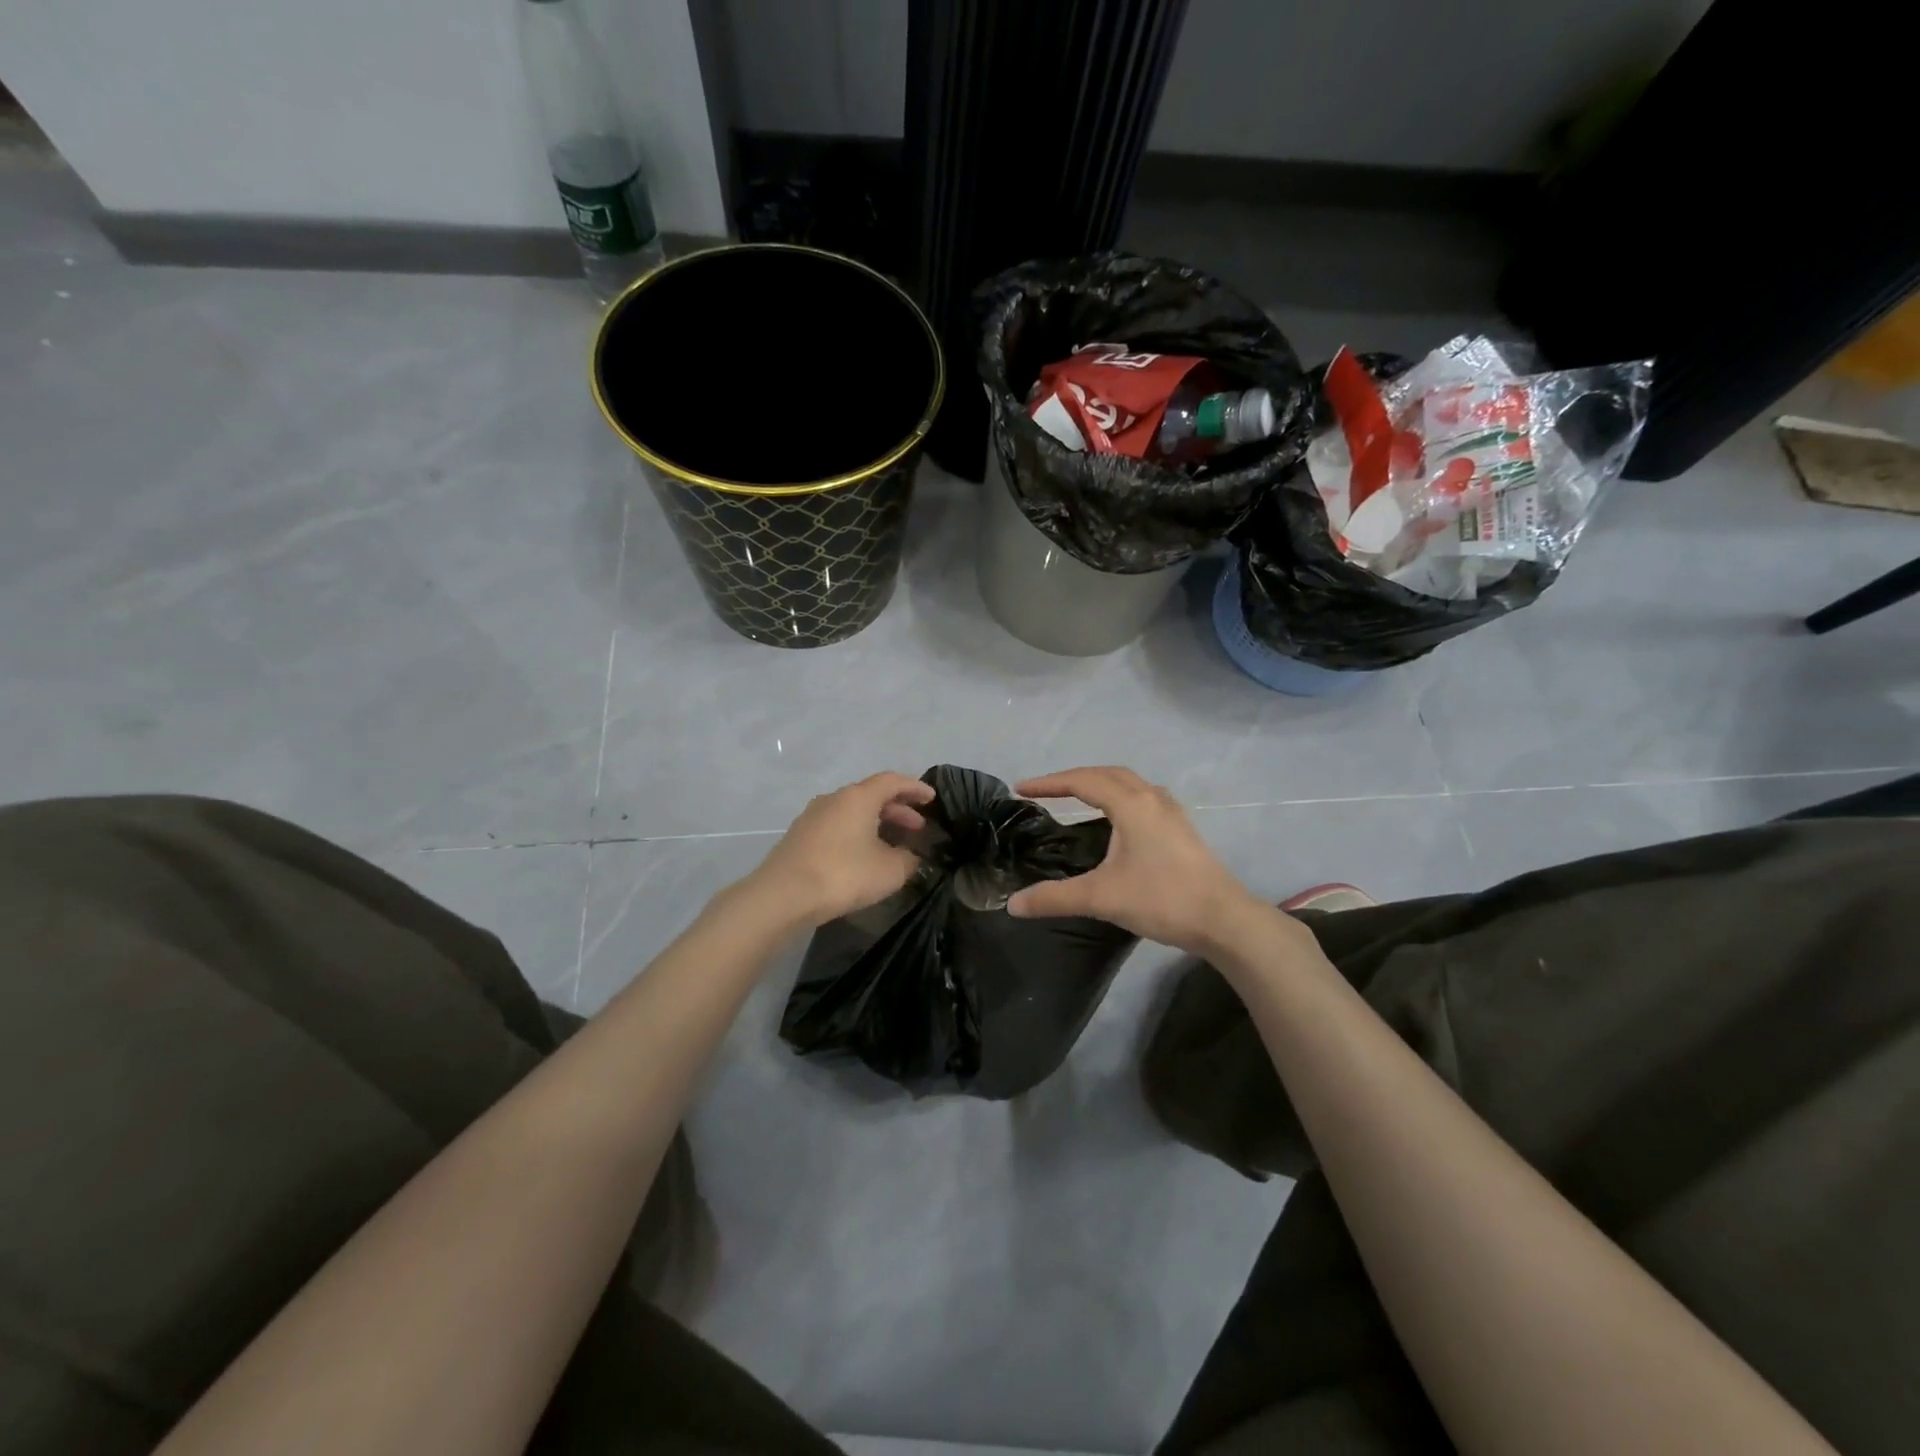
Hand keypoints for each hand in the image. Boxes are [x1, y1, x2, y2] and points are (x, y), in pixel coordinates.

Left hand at [745, 772, 936, 928]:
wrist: (783, 896)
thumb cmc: (843, 875)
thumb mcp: (890, 871)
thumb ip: (908, 859)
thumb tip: (910, 856)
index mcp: (858, 797)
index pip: (892, 781)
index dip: (915, 788)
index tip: (932, 798)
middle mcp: (834, 799)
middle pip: (871, 795)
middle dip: (898, 809)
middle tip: (917, 826)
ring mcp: (812, 816)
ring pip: (853, 811)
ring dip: (876, 822)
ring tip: (893, 843)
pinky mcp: (800, 836)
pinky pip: (837, 826)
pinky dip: (857, 833)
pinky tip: (864, 855)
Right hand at [1006, 767, 1261, 953]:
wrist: (1224, 920)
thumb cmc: (1162, 899)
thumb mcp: (1101, 898)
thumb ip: (1054, 898)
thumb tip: (1012, 904)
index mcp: (1131, 804)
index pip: (1082, 781)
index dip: (1048, 783)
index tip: (1020, 789)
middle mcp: (1151, 798)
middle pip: (1106, 774)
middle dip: (1072, 778)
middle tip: (1045, 791)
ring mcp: (1171, 812)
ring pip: (1128, 783)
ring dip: (1099, 784)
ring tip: (1075, 799)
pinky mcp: (1181, 829)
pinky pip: (1142, 798)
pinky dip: (1119, 797)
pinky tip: (1115, 822)